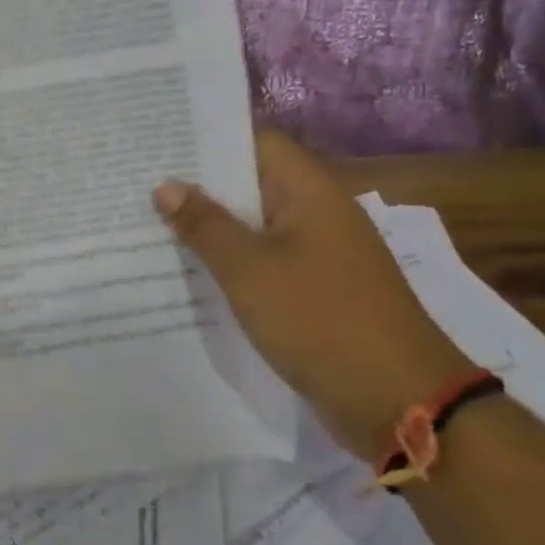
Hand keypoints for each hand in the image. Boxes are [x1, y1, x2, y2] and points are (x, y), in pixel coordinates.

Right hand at [153, 129, 471, 460]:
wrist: (400, 402)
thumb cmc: (320, 320)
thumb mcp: (249, 270)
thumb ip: (205, 225)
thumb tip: (165, 186)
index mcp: (310, 191)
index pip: (254, 143)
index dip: (208, 141)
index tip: (160, 147)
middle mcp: (319, 213)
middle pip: (253, 185)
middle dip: (201, 188)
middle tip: (143, 188)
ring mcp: (323, 255)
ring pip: (258, 228)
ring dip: (215, 229)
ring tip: (155, 227)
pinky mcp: (321, 293)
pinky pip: (269, 263)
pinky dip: (236, 264)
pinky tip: (195, 276)